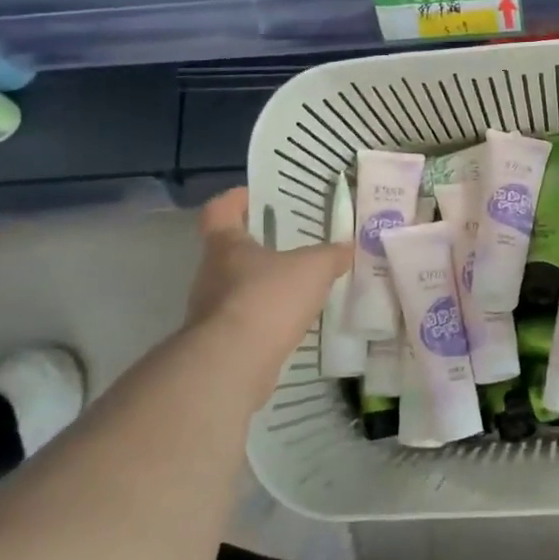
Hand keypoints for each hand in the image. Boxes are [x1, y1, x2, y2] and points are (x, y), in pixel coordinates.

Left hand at [184, 187, 351, 407]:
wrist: (234, 363)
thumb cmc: (268, 298)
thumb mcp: (313, 268)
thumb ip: (331, 255)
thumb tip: (348, 247)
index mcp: (226, 245)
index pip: (220, 211)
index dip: (235, 200)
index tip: (255, 196)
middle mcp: (211, 274)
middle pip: (229, 251)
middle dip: (258, 247)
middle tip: (291, 245)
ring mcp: (210, 311)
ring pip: (237, 289)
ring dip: (263, 286)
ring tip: (298, 288)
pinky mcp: (220, 343)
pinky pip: (246, 321)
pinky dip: (266, 319)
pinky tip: (292, 324)